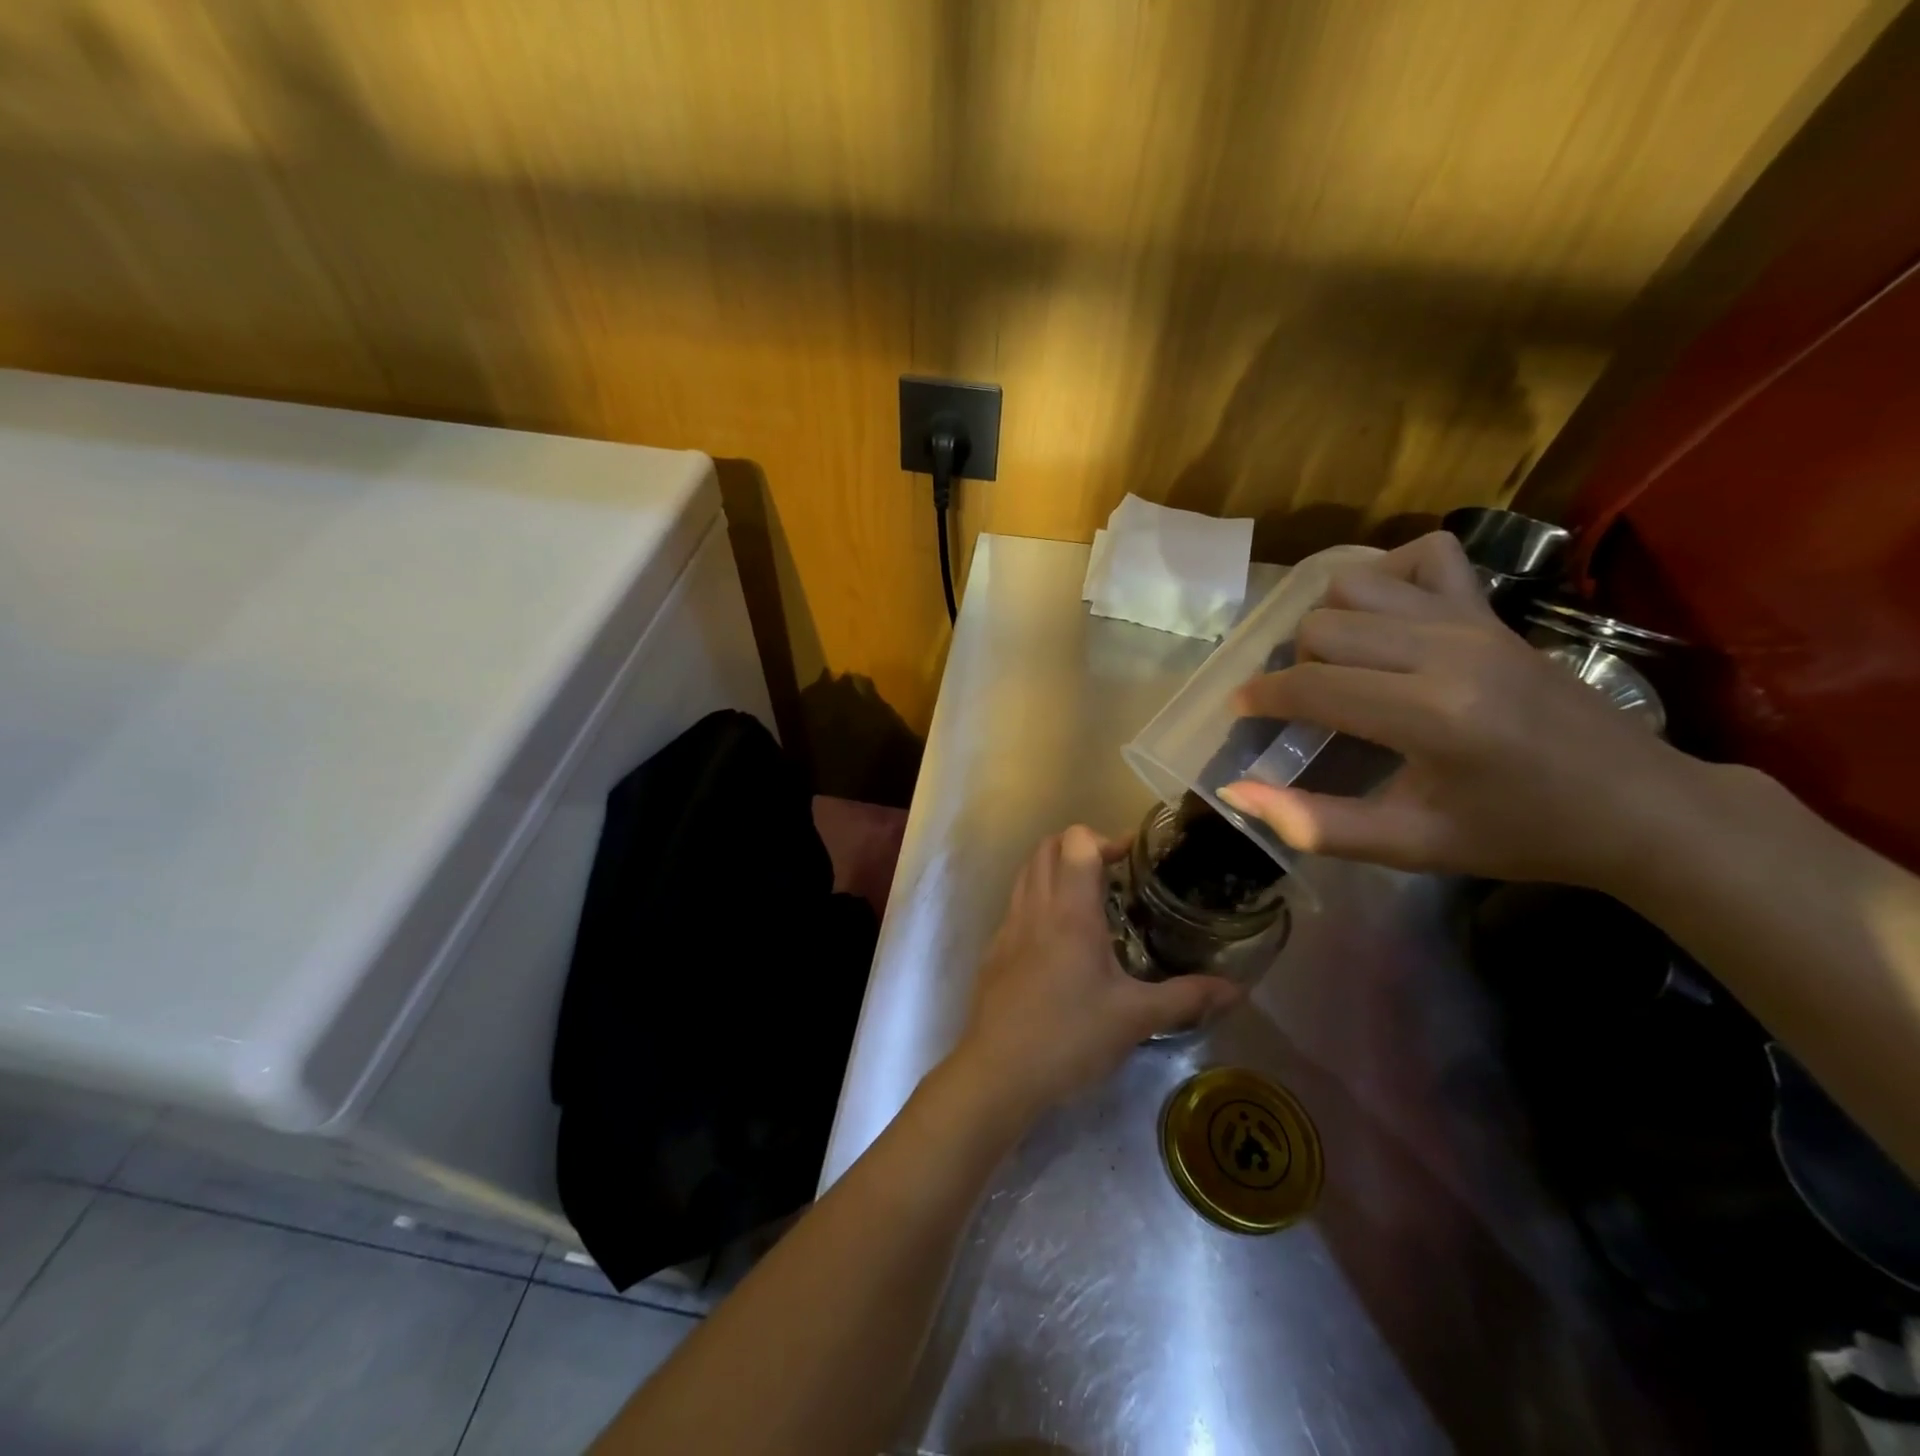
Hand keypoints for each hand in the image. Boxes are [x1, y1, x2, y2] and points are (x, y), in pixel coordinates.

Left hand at [948, 826, 1240, 1120]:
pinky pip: (1018, 903)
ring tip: (1091, 899)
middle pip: (1048, 847)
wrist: (998, 1071)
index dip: (1105, 839)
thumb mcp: (1136, 1018)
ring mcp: (1009, 926)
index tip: (1133, 858)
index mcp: (1070, 911)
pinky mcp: (995, 948)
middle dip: (1080, 847)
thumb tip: (1236, 989)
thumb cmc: (1070, 1037)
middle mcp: (1035, 907)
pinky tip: (1061, 938)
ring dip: (1057, 868)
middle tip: (1114, 872)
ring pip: (1028, 872)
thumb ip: (1187, 997)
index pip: (1076, 842)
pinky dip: (1040, 898)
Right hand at [1218, 532, 1697, 886]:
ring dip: (1329, 621)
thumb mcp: (1410, 845)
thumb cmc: (1518, 834)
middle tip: (1299, 705)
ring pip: (1356, 584)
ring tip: (1336, 664)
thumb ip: (1315, 824)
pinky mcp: (1493, 610)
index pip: (1311, 685)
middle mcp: (1447, 651)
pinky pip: (1424, 556)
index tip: (1239, 713)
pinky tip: (1384, 618)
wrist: (1638, 807)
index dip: (1260, 697)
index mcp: (1430, 715)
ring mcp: (1474, 620)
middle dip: (1293, 664)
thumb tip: (1236, 793)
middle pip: (1323, 626)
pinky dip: (1387, 575)